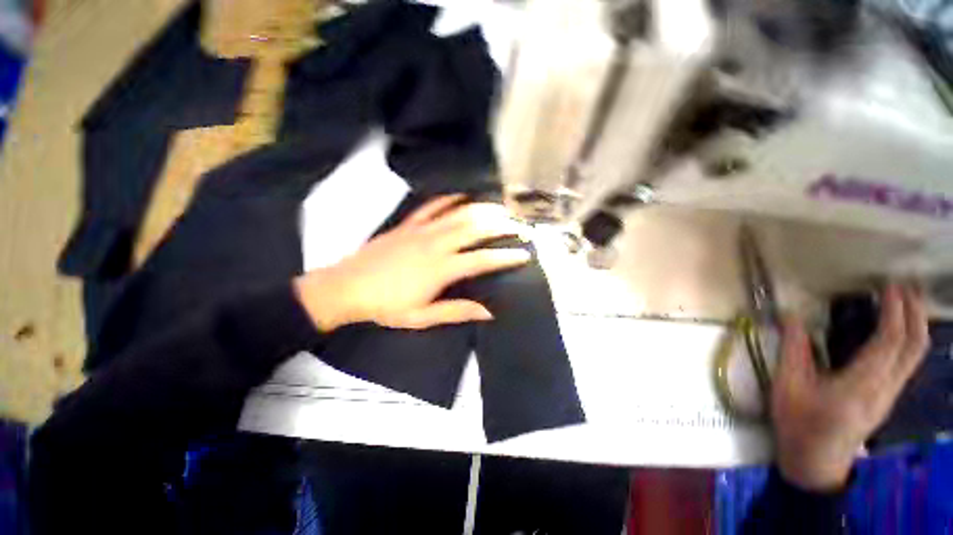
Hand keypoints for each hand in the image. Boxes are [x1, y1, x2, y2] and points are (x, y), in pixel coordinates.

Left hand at [293, 195, 530, 331]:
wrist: (346, 288)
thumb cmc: (386, 306)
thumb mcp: (422, 317)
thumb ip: (456, 312)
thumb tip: (488, 312)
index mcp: (441, 269)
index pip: (482, 260)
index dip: (506, 256)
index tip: (524, 254)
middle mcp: (436, 244)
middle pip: (475, 229)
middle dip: (500, 225)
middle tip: (518, 225)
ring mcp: (421, 231)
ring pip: (458, 214)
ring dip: (482, 209)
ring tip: (500, 207)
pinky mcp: (407, 225)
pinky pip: (431, 207)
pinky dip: (448, 199)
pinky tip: (461, 195)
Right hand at [772, 283, 928, 490]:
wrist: (815, 461)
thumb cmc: (798, 423)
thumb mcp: (787, 386)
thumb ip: (793, 349)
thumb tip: (791, 315)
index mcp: (860, 386)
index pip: (890, 342)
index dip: (894, 311)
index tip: (889, 285)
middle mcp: (885, 389)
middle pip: (915, 346)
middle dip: (915, 312)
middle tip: (904, 284)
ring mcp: (891, 395)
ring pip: (916, 355)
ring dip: (916, 323)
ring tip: (904, 299)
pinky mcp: (888, 397)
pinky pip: (908, 362)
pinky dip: (909, 338)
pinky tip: (897, 329)